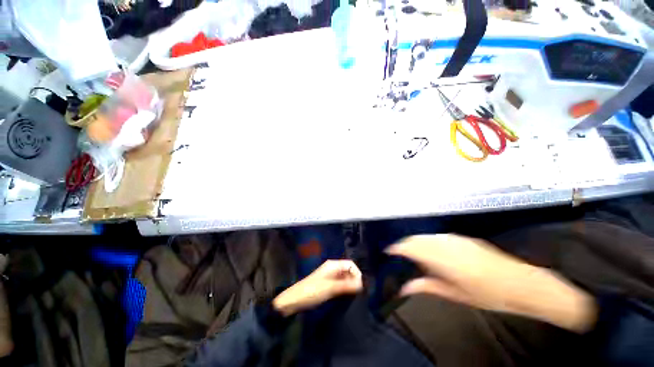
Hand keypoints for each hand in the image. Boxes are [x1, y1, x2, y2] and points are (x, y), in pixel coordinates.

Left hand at [272, 260, 362, 315]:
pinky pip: (340, 284)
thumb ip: (346, 285)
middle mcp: (332, 268)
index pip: (350, 264)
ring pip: (344, 278)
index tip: (360, 287)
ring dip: (350, 285)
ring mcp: (330, 276)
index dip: (357, 273)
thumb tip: (362, 284)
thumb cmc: (313, 291)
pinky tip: (346, 296)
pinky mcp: (327, 284)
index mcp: (333, 265)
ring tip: (354, 296)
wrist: (295, 300)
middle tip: (358, 293)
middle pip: (348, 270)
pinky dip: (344, 288)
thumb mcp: (331, 288)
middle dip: (354, 279)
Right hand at [387, 234, 596, 332]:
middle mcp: (445, 243)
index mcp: (442, 258)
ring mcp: (454, 238)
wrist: (521, 283)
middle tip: (398, 255)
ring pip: (425, 235)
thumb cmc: (487, 295)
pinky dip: (427, 241)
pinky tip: (430, 251)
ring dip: (415, 242)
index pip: (410, 247)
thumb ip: (426, 287)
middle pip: (415, 238)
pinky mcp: (461, 237)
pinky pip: (436, 236)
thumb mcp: (455, 295)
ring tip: (412, 254)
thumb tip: (404, 288)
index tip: (388, 252)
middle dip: (403, 244)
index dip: (396, 248)